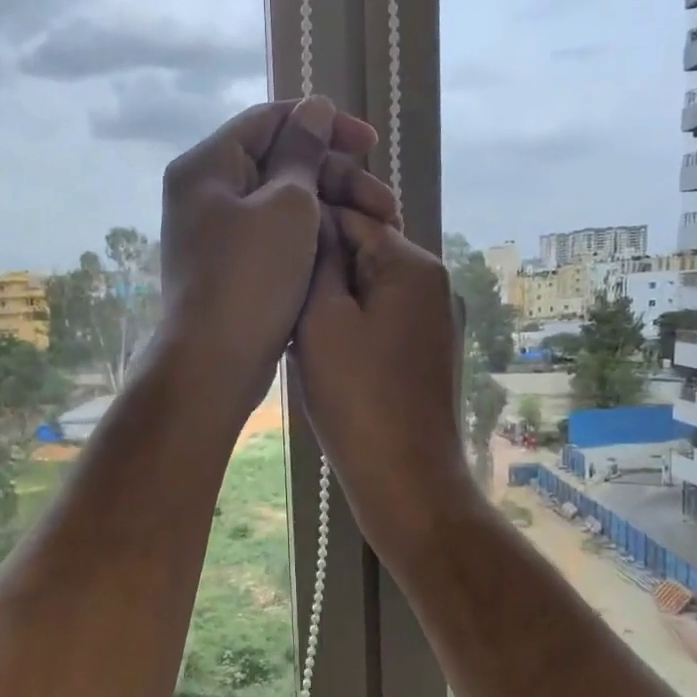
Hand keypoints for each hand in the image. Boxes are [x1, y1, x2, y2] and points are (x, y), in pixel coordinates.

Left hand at [156, 97, 394, 416]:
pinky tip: (345, 248)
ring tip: (378, 229)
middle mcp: (205, 193)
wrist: (214, 363)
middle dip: (336, 176)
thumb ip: (303, 152)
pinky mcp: (230, 268)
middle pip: (280, 163)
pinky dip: (310, 237)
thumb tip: (314, 108)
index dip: (325, 124)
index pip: (271, 120)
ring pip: (282, 204)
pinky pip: (275, 236)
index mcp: (207, 165)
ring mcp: (216, 234)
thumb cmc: (252, 278)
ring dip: (331, 208)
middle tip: (384, 203)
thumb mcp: (287, 206)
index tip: (371, 144)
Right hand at [290, 208, 478, 564]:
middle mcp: (429, 283)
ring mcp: (428, 320)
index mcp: (411, 264)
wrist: (404, 478)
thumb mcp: (322, 321)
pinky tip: (317, 354)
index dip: (305, 231)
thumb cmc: (357, 398)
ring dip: (327, 303)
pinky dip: (345, 328)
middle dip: (318, 272)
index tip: (266, 254)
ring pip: (364, 290)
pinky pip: (374, 321)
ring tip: (292, 328)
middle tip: (277, 298)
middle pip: (361, 253)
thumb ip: (318, 262)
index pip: (351, 218)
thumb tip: (314, 222)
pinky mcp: (419, 352)